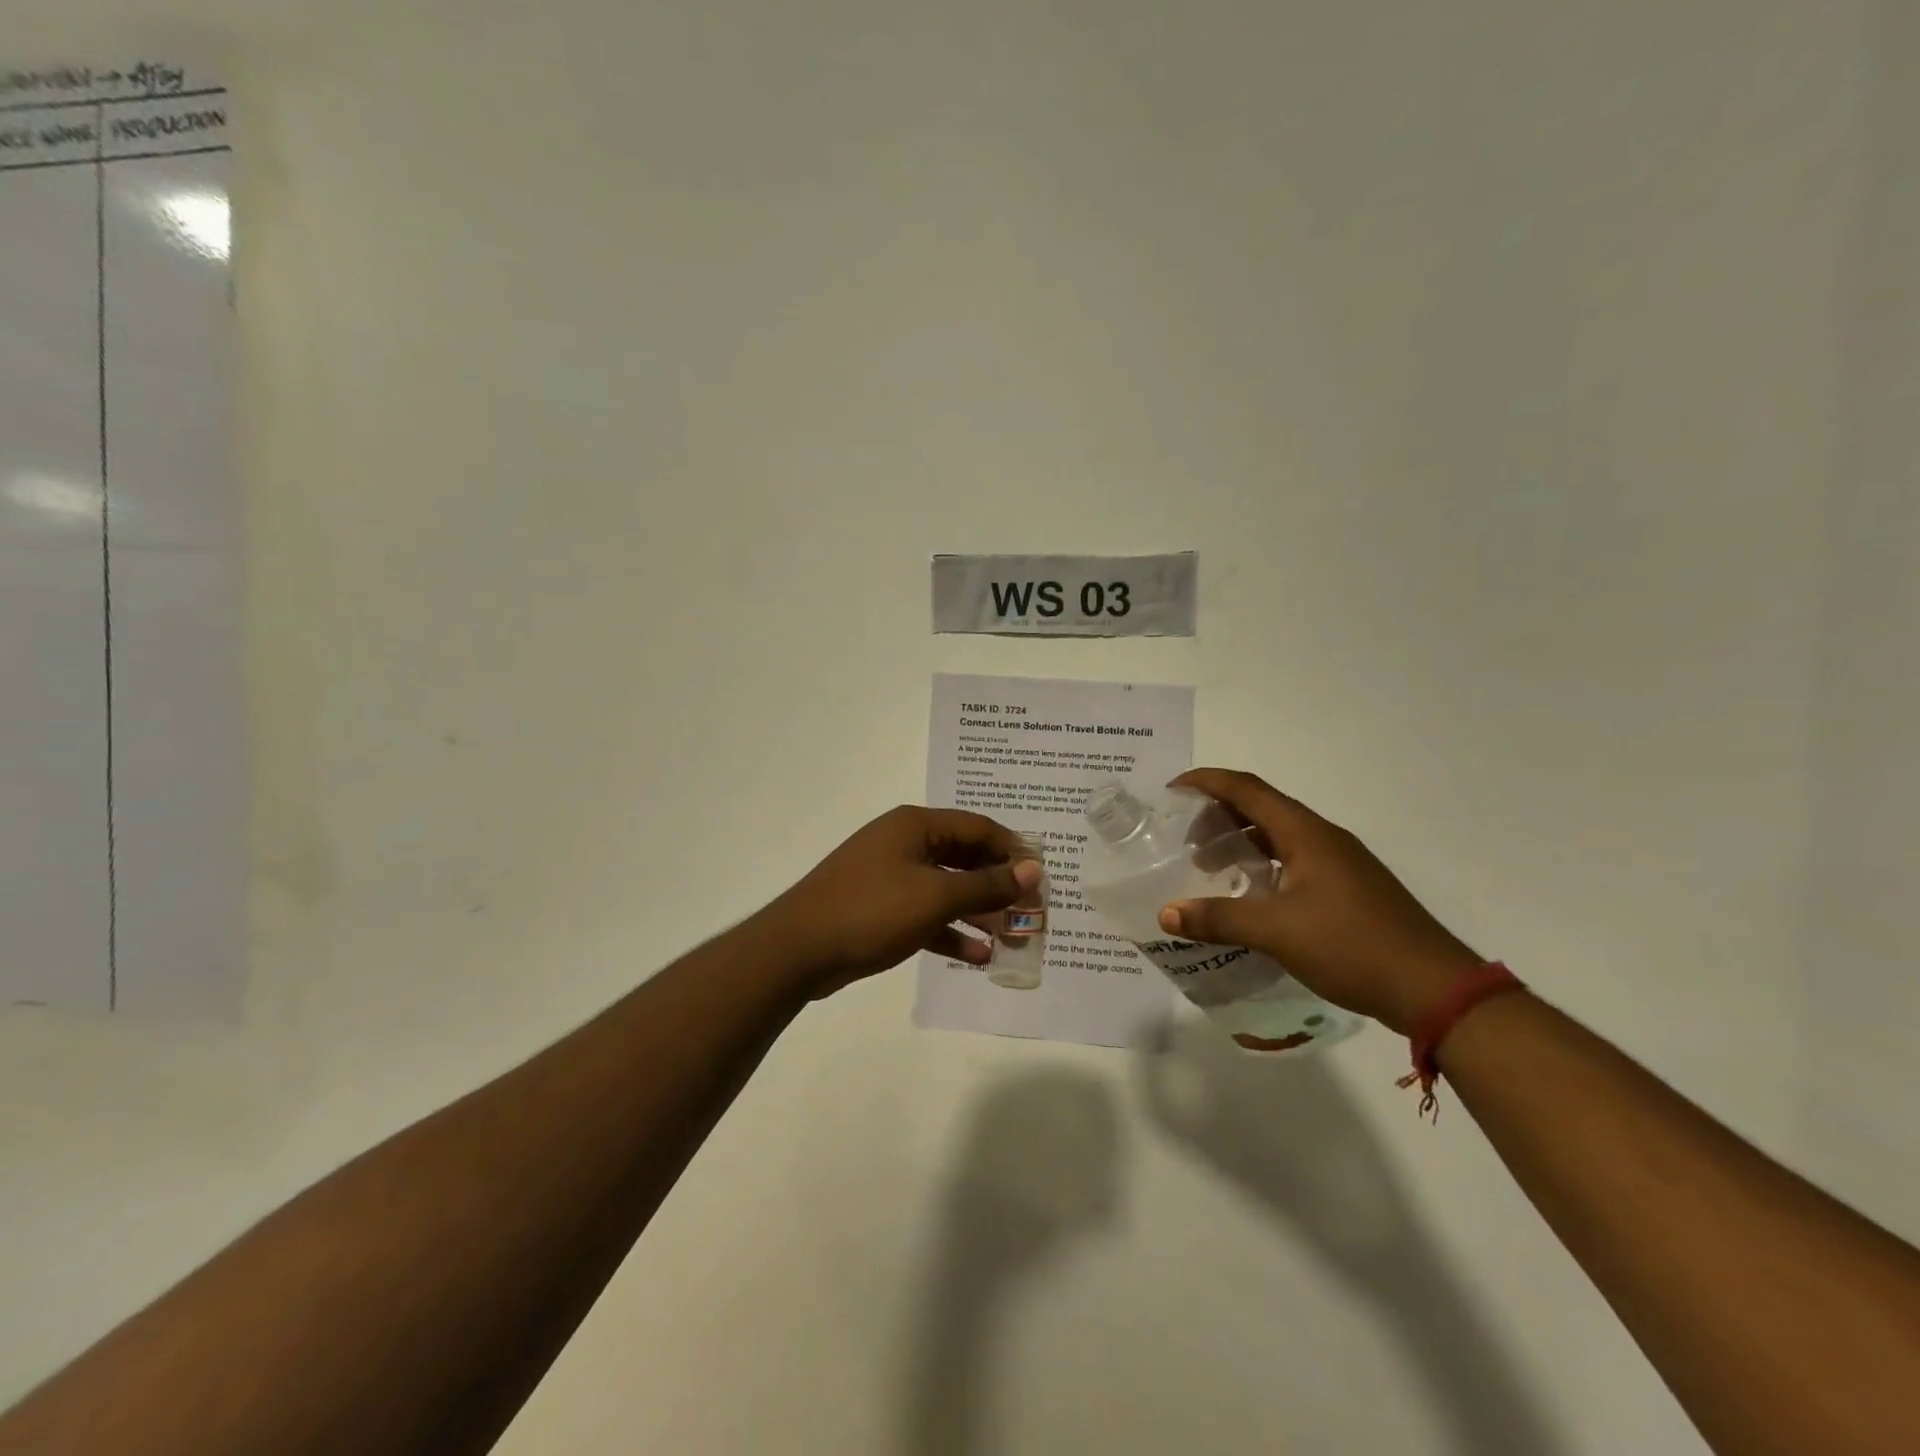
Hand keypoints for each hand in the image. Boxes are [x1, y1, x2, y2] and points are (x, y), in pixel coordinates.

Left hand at [760, 805, 1042, 997]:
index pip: (978, 828)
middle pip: (965, 859)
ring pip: (947, 890)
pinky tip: (977, 957)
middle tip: (1030, 914)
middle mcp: (905, 844)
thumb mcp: (935, 897)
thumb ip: (987, 884)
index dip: (1013, 851)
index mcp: (916, 826)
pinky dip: (950, 932)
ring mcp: (890, 876)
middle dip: (998, 887)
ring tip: (1012, 940)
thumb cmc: (872, 910)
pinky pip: (926, 915)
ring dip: (979, 913)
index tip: (1041, 879)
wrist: (798, 949)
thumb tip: (1033, 869)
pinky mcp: (881, 908)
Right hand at [1158, 769, 1481, 1034]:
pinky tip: (1251, 897)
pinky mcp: (1349, 890)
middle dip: (1219, 816)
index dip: (1207, 782)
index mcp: (1306, 833)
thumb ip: (1218, 919)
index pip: (1247, 789)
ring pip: (1279, 837)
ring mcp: (1340, 864)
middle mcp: (1323, 838)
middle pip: (1262, 809)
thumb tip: (1166, 913)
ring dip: (1241, 844)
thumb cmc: (1352, 946)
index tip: (1172, 790)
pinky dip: (1262, 867)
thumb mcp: (1276, 932)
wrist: (1434, 989)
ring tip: (1211, 869)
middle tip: (1186, 842)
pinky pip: (1294, 862)